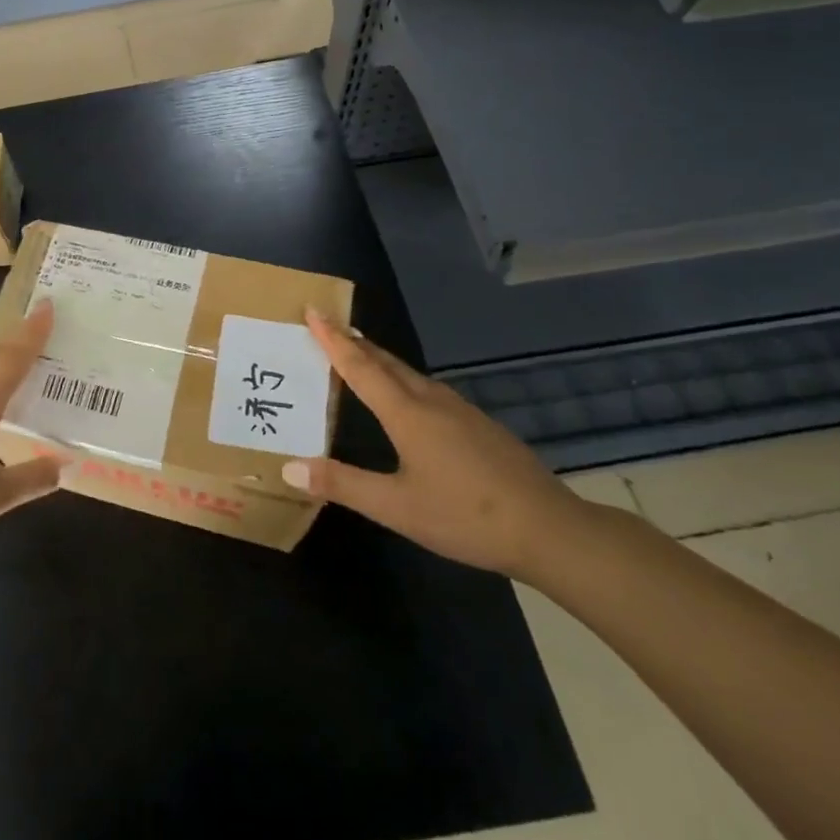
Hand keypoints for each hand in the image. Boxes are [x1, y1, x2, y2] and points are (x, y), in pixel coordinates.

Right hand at [282, 310, 587, 579]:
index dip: (333, 339)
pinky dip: (403, 380)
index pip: (360, 366)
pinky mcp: (480, 425)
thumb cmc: (466, 516)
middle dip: (354, 341)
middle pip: (385, 361)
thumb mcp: (396, 508)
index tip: (314, 310)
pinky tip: (408, 397)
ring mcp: (461, 411)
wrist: (550, 529)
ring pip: (410, 374)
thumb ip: (343, 485)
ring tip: (360, 354)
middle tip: (328, 325)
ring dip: (379, 359)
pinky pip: (429, 389)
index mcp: (407, 414)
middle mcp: (432, 401)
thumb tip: (289, 467)